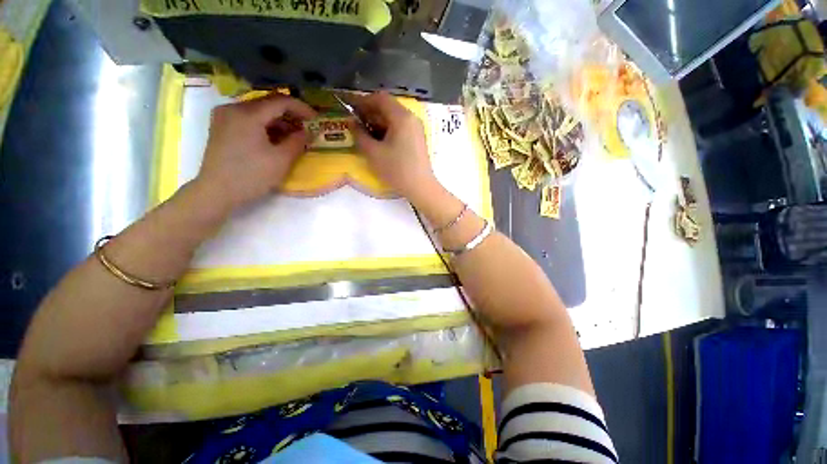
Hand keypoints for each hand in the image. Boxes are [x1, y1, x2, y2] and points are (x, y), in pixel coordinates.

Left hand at [196, 94, 316, 210]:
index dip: (301, 107)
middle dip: (290, 114)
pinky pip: (248, 118)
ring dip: (278, 120)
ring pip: (258, 110)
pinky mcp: (221, 126)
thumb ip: (298, 141)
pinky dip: (265, 124)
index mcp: (248, 114)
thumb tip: (308, 131)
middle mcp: (233, 108)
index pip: (280, 101)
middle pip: (267, 103)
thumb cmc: (252, 176)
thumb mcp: (281, 160)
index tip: (316, 118)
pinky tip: (275, 138)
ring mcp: (224, 116)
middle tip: (306, 127)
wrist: (217, 192)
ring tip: (293, 135)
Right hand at [351, 92, 438, 203]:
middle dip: (370, 112)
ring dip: (378, 122)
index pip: (380, 98)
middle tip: (356, 123)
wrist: (420, 187)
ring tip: (365, 134)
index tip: (350, 109)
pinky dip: (388, 130)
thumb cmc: (396, 170)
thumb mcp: (373, 153)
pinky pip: (400, 128)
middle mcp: (411, 118)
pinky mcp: (417, 139)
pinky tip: (379, 142)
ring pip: (394, 118)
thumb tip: (352, 122)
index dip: (363, 101)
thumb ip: (359, 134)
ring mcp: (416, 129)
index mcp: (401, 117)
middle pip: (388, 107)